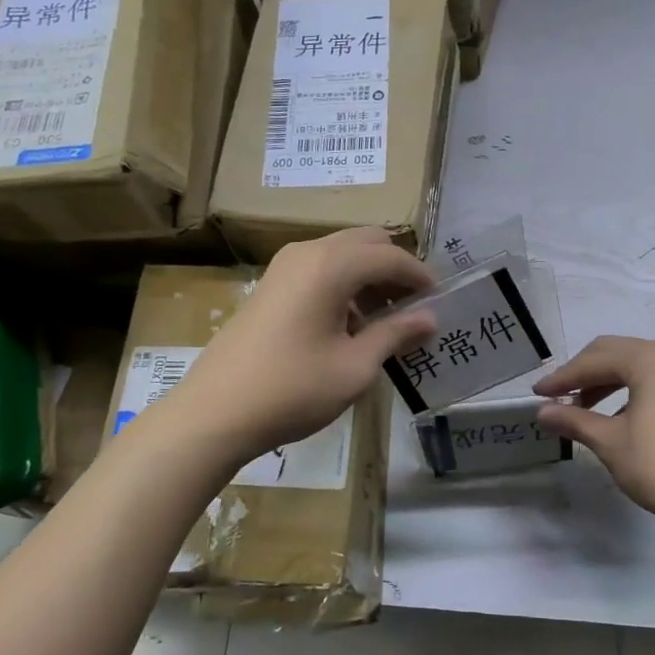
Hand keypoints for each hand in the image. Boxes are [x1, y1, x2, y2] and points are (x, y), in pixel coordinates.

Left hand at [161, 228, 436, 465]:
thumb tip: (430, 318)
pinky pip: (320, 268)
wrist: (215, 413)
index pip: (390, 257)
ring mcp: (284, 266)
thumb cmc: (293, 390)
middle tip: (412, 307)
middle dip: (395, 269)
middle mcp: (307, 253)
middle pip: (366, 242)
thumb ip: (395, 334)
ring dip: (369, 276)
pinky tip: (349, 324)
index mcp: (331, 266)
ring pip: (342, 253)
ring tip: (385, 320)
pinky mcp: (271, 284)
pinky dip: (344, 283)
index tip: (440, 300)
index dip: (420, 276)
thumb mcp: (354, 367)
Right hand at [534, 336, 654, 529]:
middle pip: (614, 353)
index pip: (593, 361)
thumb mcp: (611, 443)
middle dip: (582, 373)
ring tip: (582, 408)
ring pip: (634, 364)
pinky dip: (629, 389)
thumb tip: (542, 412)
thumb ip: (575, 421)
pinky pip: (654, 377)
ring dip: (605, 381)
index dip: (561, 378)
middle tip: (556, 397)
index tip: (537, 394)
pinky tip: (617, 415)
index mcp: (647, 358)